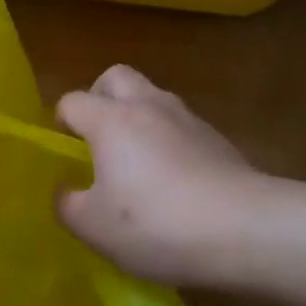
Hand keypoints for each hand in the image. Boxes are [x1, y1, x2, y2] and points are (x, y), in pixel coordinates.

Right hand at [54, 65, 261, 286]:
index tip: (63, 152)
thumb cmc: (156, 223)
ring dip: (137, 118)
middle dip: (100, 98)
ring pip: (153, 98)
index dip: (61, 122)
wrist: (245, 228)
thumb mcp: (94, 227)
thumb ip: (67, 205)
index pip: (72, 101)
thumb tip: (64, 191)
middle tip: (97, 138)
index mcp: (111, 120)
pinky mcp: (217, 138)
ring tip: (135, 163)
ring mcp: (188, 118)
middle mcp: (148, 106)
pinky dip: (168, 140)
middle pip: (116, 77)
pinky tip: (173, 181)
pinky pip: (180, 126)